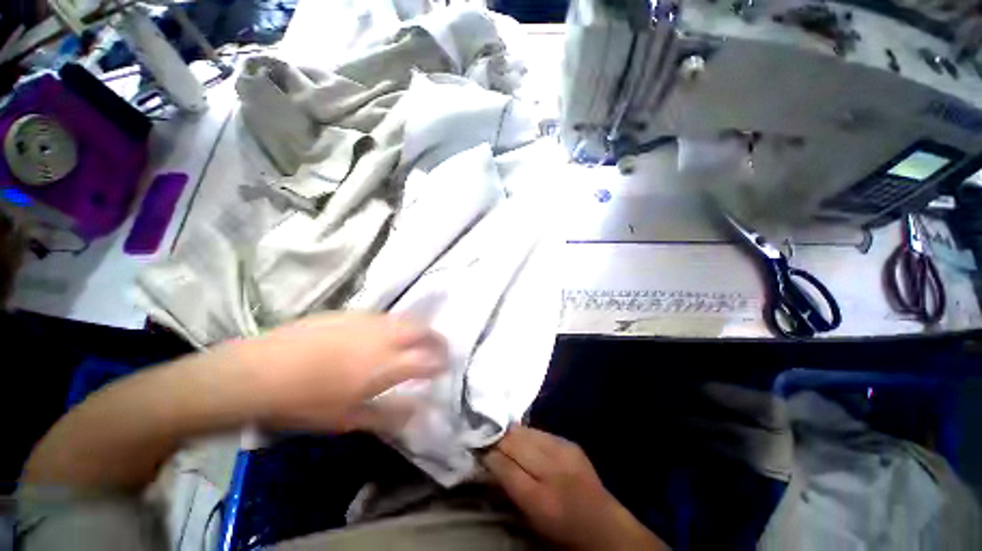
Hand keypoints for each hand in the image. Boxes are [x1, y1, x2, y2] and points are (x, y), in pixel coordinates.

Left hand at [234, 313, 446, 431]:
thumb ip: (388, 414)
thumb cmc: (304, 402)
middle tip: (438, 348)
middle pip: (422, 330)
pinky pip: (383, 316)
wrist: (260, 370)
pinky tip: (382, 335)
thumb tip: (418, 410)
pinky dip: (394, 325)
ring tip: (415, 341)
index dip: (441, 362)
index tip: (444, 367)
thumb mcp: (348, 419)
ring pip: (404, 319)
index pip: (427, 359)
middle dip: (436, 339)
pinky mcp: (351, 313)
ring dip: (417, 329)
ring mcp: (367, 320)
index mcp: (385, 365)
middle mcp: (383, 337)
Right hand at [483, 425, 667, 550]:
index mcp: (540, 499)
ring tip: (500, 434)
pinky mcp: (570, 442)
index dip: (488, 454)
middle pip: (514, 442)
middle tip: (484, 437)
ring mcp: (564, 451)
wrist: (604, 525)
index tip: (476, 447)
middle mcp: (552, 470)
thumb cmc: (562, 531)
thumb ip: (509, 488)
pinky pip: (540, 431)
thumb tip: (489, 461)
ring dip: (510, 433)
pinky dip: (527, 433)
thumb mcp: (531, 519)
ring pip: (525, 431)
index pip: (504, 466)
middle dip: (496, 437)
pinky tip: (522, 437)